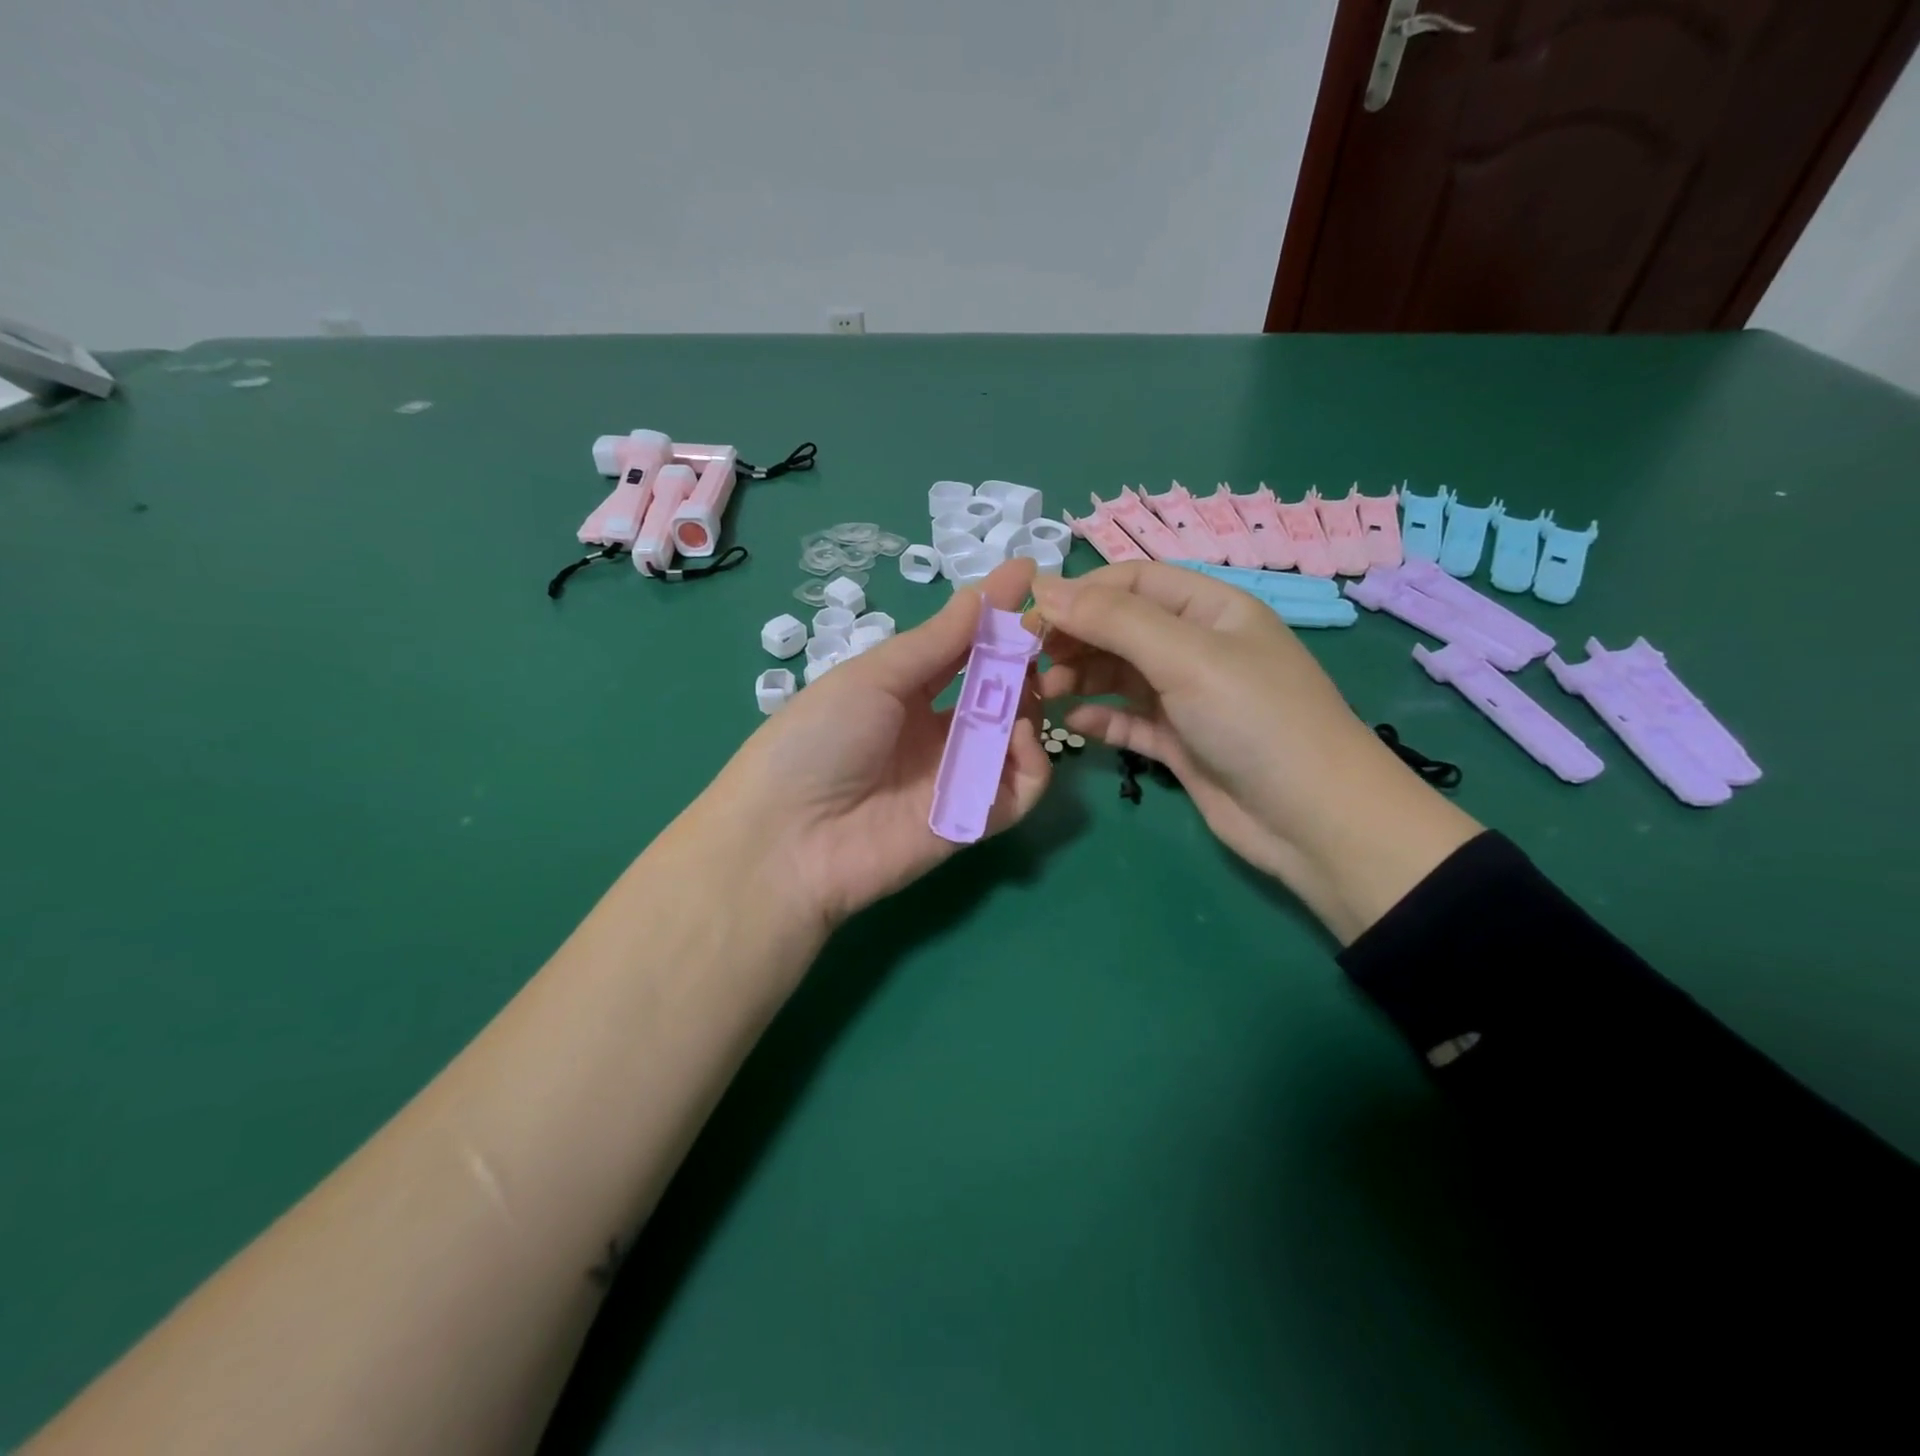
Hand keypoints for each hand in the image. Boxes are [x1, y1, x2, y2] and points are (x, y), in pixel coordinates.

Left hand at [698, 558, 1050, 931]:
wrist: (788, 838)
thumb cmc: (818, 739)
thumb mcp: (871, 678)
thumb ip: (934, 642)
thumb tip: (980, 593)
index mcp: (904, 691)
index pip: (962, 646)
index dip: (993, 613)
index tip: (1029, 574)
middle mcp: (936, 730)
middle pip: (997, 690)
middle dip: (1021, 659)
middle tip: (1041, 636)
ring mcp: (957, 775)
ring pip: (1017, 735)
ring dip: (1031, 705)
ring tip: (1030, 685)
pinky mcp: (974, 820)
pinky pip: (1020, 788)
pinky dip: (1033, 761)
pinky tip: (1020, 738)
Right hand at [1033, 562, 1479, 942]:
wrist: (1313, 819)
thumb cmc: (1254, 718)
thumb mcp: (1185, 656)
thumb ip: (1113, 620)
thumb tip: (1044, 588)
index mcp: (1210, 608)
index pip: (1132, 582)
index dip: (1080, 593)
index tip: (1029, 617)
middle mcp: (1197, 646)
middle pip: (1120, 627)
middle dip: (1075, 639)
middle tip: (1029, 662)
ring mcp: (1188, 697)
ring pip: (1119, 674)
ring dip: (1080, 678)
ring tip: (1044, 695)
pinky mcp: (1180, 742)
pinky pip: (1129, 720)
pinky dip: (1100, 718)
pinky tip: (1073, 724)